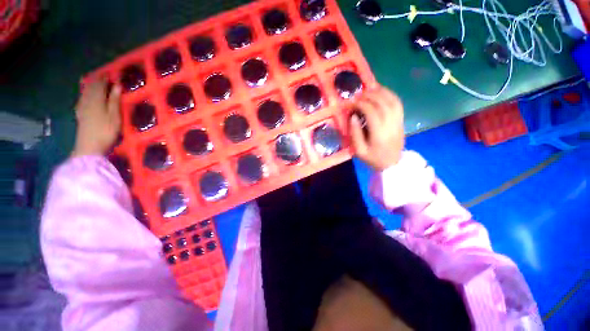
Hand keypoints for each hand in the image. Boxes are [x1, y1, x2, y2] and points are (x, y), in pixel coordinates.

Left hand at [71, 79, 121, 156]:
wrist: (89, 147)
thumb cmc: (105, 131)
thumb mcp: (114, 116)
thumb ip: (114, 100)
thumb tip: (117, 86)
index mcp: (96, 100)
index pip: (100, 85)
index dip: (105, 78)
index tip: (111, 73)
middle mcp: (87, 100)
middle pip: (91, 87)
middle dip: (97, 80)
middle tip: (104, 75)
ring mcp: (82, 107)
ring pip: (85, 92)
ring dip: (91, 85)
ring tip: (96, 81)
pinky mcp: (80, 114)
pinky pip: (82, 98)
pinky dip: (85, 93)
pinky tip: (86, 94)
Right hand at [349, 86, 403, 171]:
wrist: (392, 164)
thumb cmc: (373, 158)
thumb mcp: (359, 151)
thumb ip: (355, 134)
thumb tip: (352, 116)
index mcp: (379, 134)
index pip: (371, 112)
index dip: (360, 104)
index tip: (350, 103)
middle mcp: (391, 125)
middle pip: (382, 103)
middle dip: (368, 96)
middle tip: (357, 95)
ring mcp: (398, 121)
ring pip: (392, 101)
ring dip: (380, 92)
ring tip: (368, 90)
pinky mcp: (401, 120)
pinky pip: (398, 103)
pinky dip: (389, 95)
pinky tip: (381, 92)